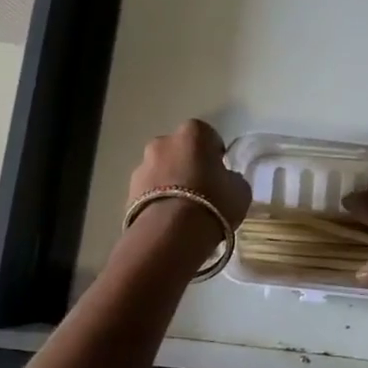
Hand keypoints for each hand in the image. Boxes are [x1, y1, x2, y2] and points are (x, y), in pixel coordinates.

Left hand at [127, 119, 252, 228]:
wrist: (170, 233)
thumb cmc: (213, 203)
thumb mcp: (240, 190)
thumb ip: (231, 178)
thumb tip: (225, 179)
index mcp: (193, 133)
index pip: (207, 136)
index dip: (214, 154)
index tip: (220, 173)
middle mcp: (163, 142)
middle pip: (179, 150)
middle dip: (188, 165)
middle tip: (202, 190)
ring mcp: (142, 165)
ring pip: (161, 170)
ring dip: (170, 182)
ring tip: (183, 210)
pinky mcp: (128, 191)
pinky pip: (149, 191)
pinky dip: (157, 200)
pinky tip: (169, 220)